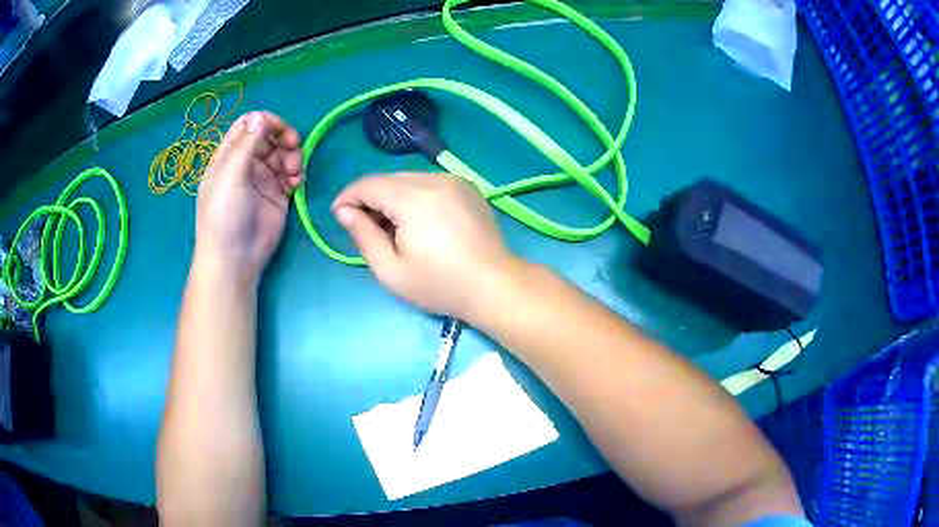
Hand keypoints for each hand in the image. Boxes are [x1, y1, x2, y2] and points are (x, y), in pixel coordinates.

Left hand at [195, 111, 302, 283]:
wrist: (235, 260)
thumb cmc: (224, 215)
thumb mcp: (231, 176)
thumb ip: (247, 144)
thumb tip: (261, 116)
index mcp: (229, 156)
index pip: (249, 125)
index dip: (266, 122)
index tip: (280, 131)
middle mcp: (246, 163)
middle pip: (270, 136)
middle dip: (284, 138)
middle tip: (293, 150)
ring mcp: (263, 179)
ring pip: (283, 153)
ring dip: (293, 156)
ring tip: (294, 175)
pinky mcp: (278, 195)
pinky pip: (291, 174)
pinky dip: (297, 174)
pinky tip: (296, 185)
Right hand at [332, 173, 517, 322]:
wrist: (494, 285)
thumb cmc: (440, 284)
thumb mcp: (391, 270)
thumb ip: (363, 236)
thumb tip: (345, 212)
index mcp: (413, 198)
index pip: (369, 184)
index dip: (348, 197)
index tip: (337, 216)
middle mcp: (435, 179)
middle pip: (389, 180)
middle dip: (370, 199)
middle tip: (364, 228)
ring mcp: (454, 180)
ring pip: (408, 180)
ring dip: (392, 197)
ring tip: (391, 228)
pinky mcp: (467, 187)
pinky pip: (429, 184)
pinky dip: (414, 196)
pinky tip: (417, 222)